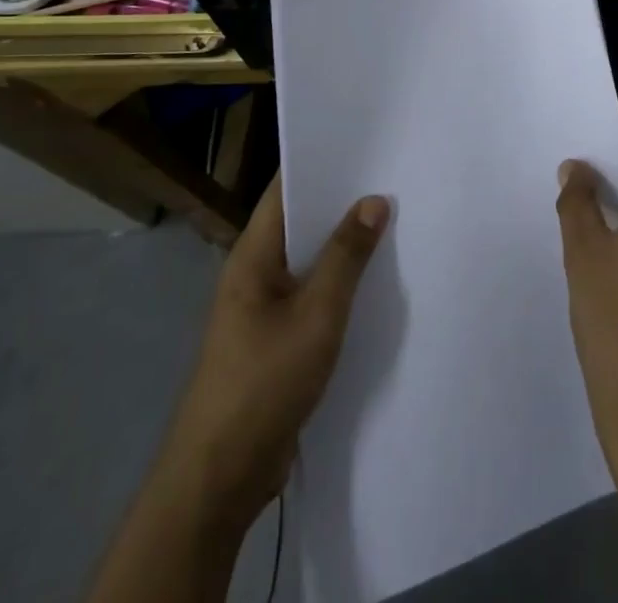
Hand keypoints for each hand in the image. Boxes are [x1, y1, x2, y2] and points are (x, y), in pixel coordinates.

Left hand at [172, 174, 389, 514]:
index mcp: (254, 254)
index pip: (286, 189)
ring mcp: (264, 307)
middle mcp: (256, 272)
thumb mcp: (316, 314)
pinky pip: (313, 292)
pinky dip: (341, 280)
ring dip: (346, 243)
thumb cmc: (264, 381)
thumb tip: (374, 200)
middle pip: (302, 221)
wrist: (221, 477)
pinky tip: (377, 277)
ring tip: (396, 217)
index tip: (365, 141)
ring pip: (311, 259)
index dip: (321, 161)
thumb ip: (347, 256)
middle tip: (394, 175)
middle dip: (344, 201)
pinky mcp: (277, 338)